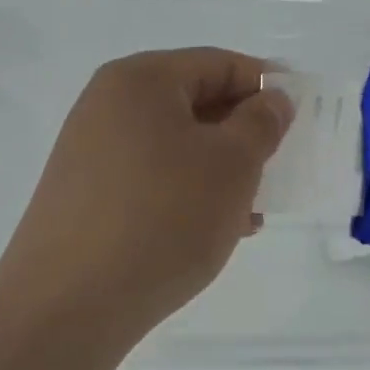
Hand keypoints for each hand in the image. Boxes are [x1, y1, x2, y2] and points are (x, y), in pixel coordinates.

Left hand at [0, 48, 292, 333]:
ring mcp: (90, 151)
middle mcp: (108, 104)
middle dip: (243, 132)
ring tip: (253, 207)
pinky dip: (187, 191)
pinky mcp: (84, 194)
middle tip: (279, 164)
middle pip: (194, 102)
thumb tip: (271, 100)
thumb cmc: (163, 217)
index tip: (301, 115)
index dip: (265, 84)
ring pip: (175, 145)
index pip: (218, 63)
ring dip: (219, 168)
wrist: (68, 306)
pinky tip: (214, 229)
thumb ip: (262, 123)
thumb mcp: (232, 164)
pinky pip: (151, 177)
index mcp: (141, 79)